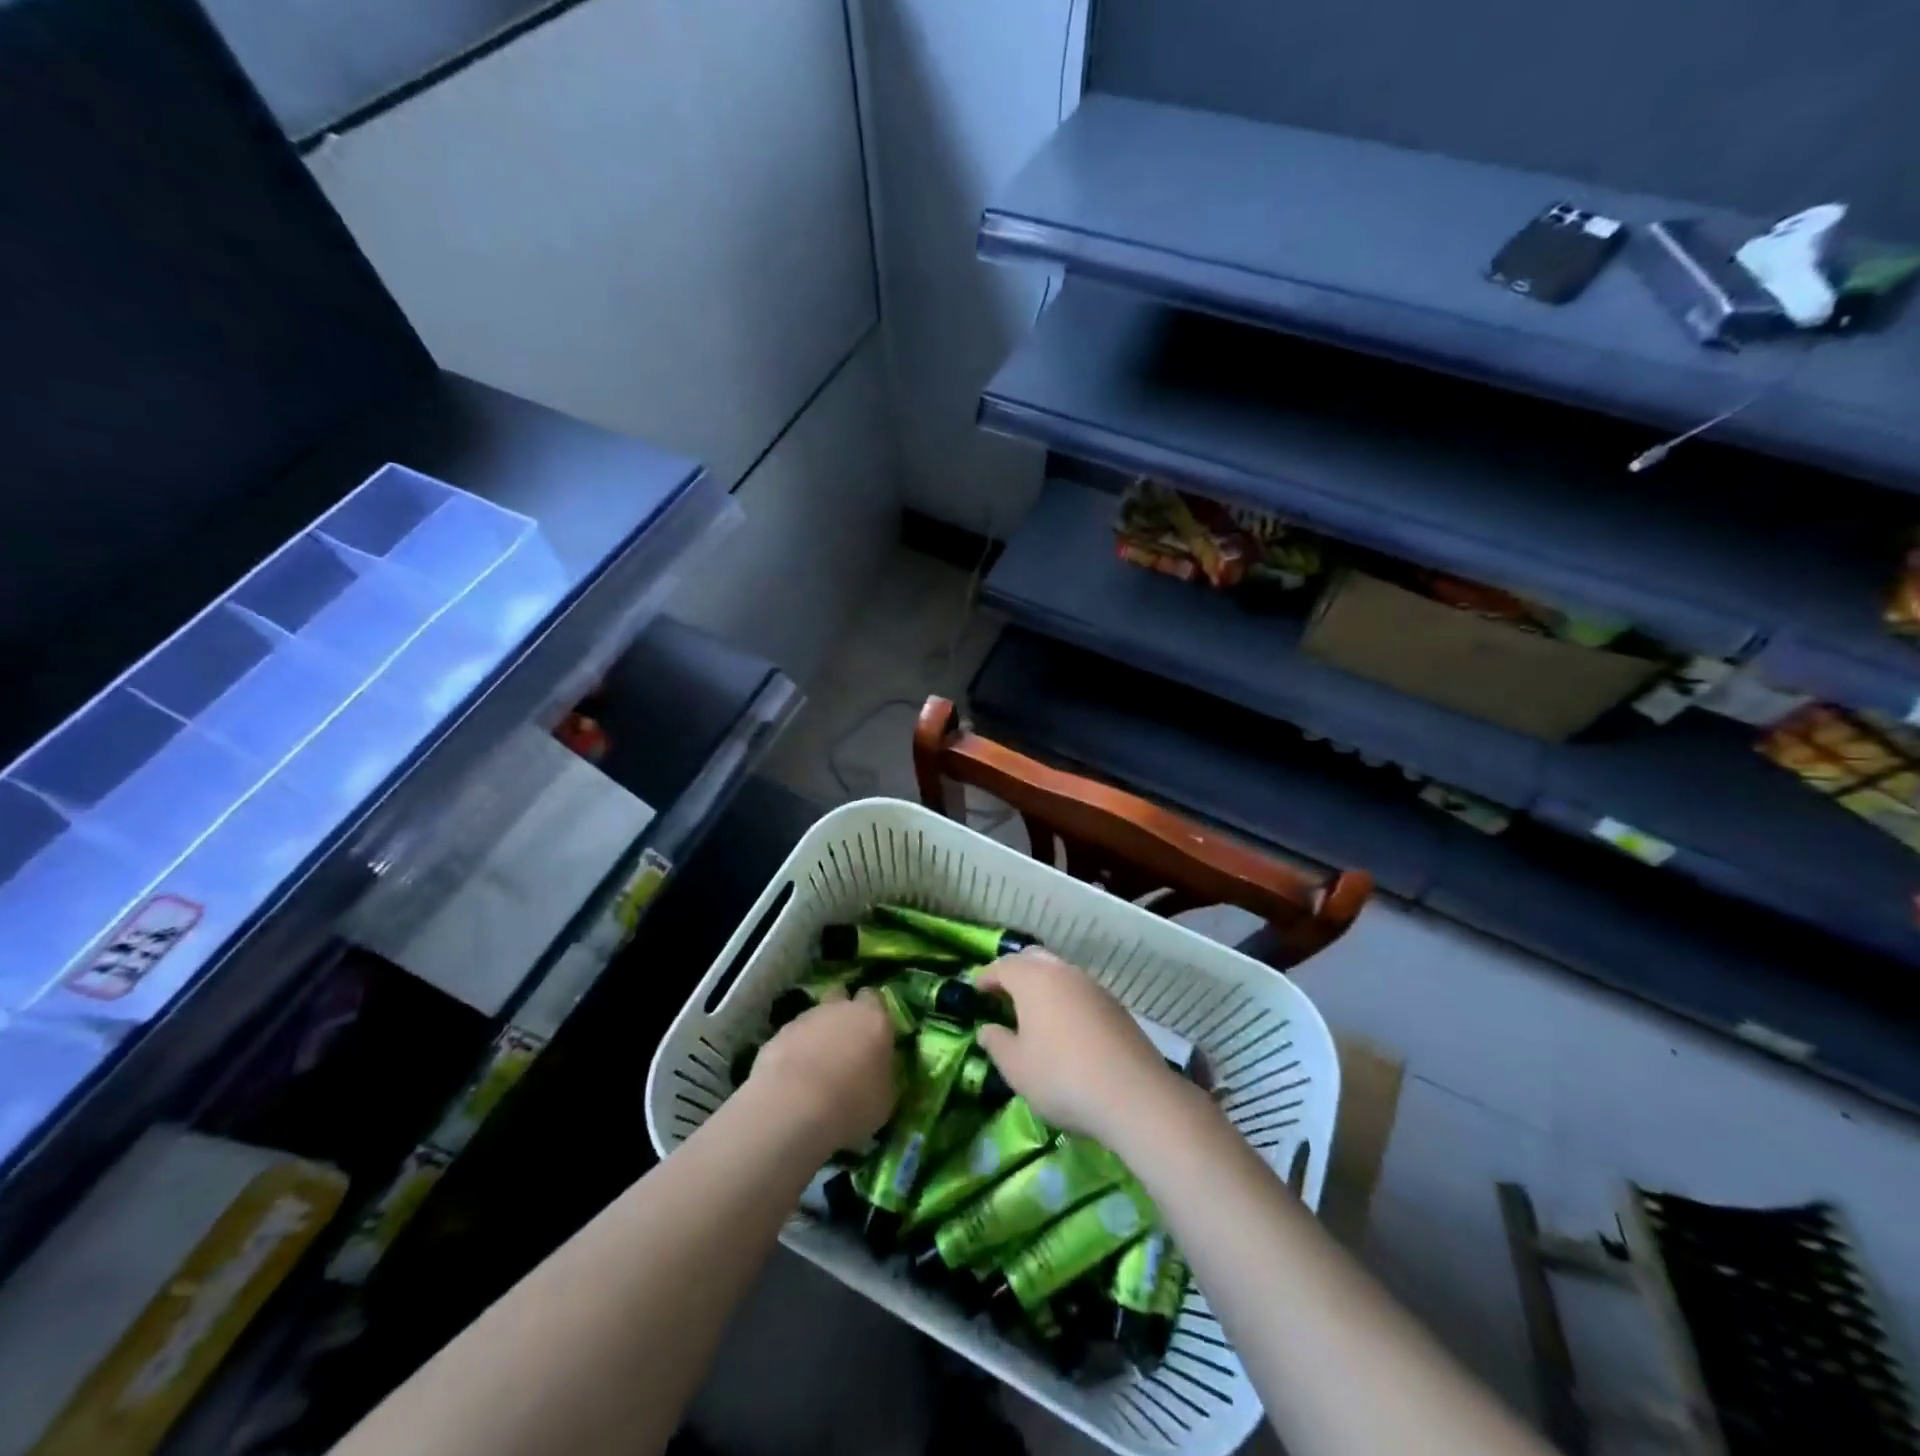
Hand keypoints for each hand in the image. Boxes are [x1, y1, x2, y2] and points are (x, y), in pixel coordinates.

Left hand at [749, 992, 899, 1152]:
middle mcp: (839, 1009)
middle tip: (844, 1045)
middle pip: (841, 998)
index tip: (873, 1035)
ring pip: (814, 1018)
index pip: (875, 998)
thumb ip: (883, 1072)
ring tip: (815, 1069)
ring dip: (817, 1035)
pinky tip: (793, 1079)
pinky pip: (792, 1038)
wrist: (793, 1108)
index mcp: (873, 1018)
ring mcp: (805, 1019)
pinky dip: (794, 1052)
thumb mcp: (885, 1097)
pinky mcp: (777, 1035)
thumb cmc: (852, 1104)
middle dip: (842, 1015)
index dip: (873, 1014)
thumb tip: (879, 1068)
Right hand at [974, 950, 1191, 1148]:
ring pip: (1059, 973)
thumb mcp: (1016, 1068)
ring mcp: (1093, 986)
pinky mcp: (1115, 1005)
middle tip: (1002, 994)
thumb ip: (997, 1043)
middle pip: (1033, 960)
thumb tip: (987, 1029)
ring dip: (1042, 985)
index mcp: (1033, 979)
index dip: (986, 977)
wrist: (1133, 1094)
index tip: (975, 989)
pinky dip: (1065, 999)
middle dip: (1015, 973)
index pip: (1003, 966)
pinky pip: (1079, 991)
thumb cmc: (1061, 1076)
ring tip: (1031, 1011)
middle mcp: (1063, 972)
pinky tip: (1064, 1026)